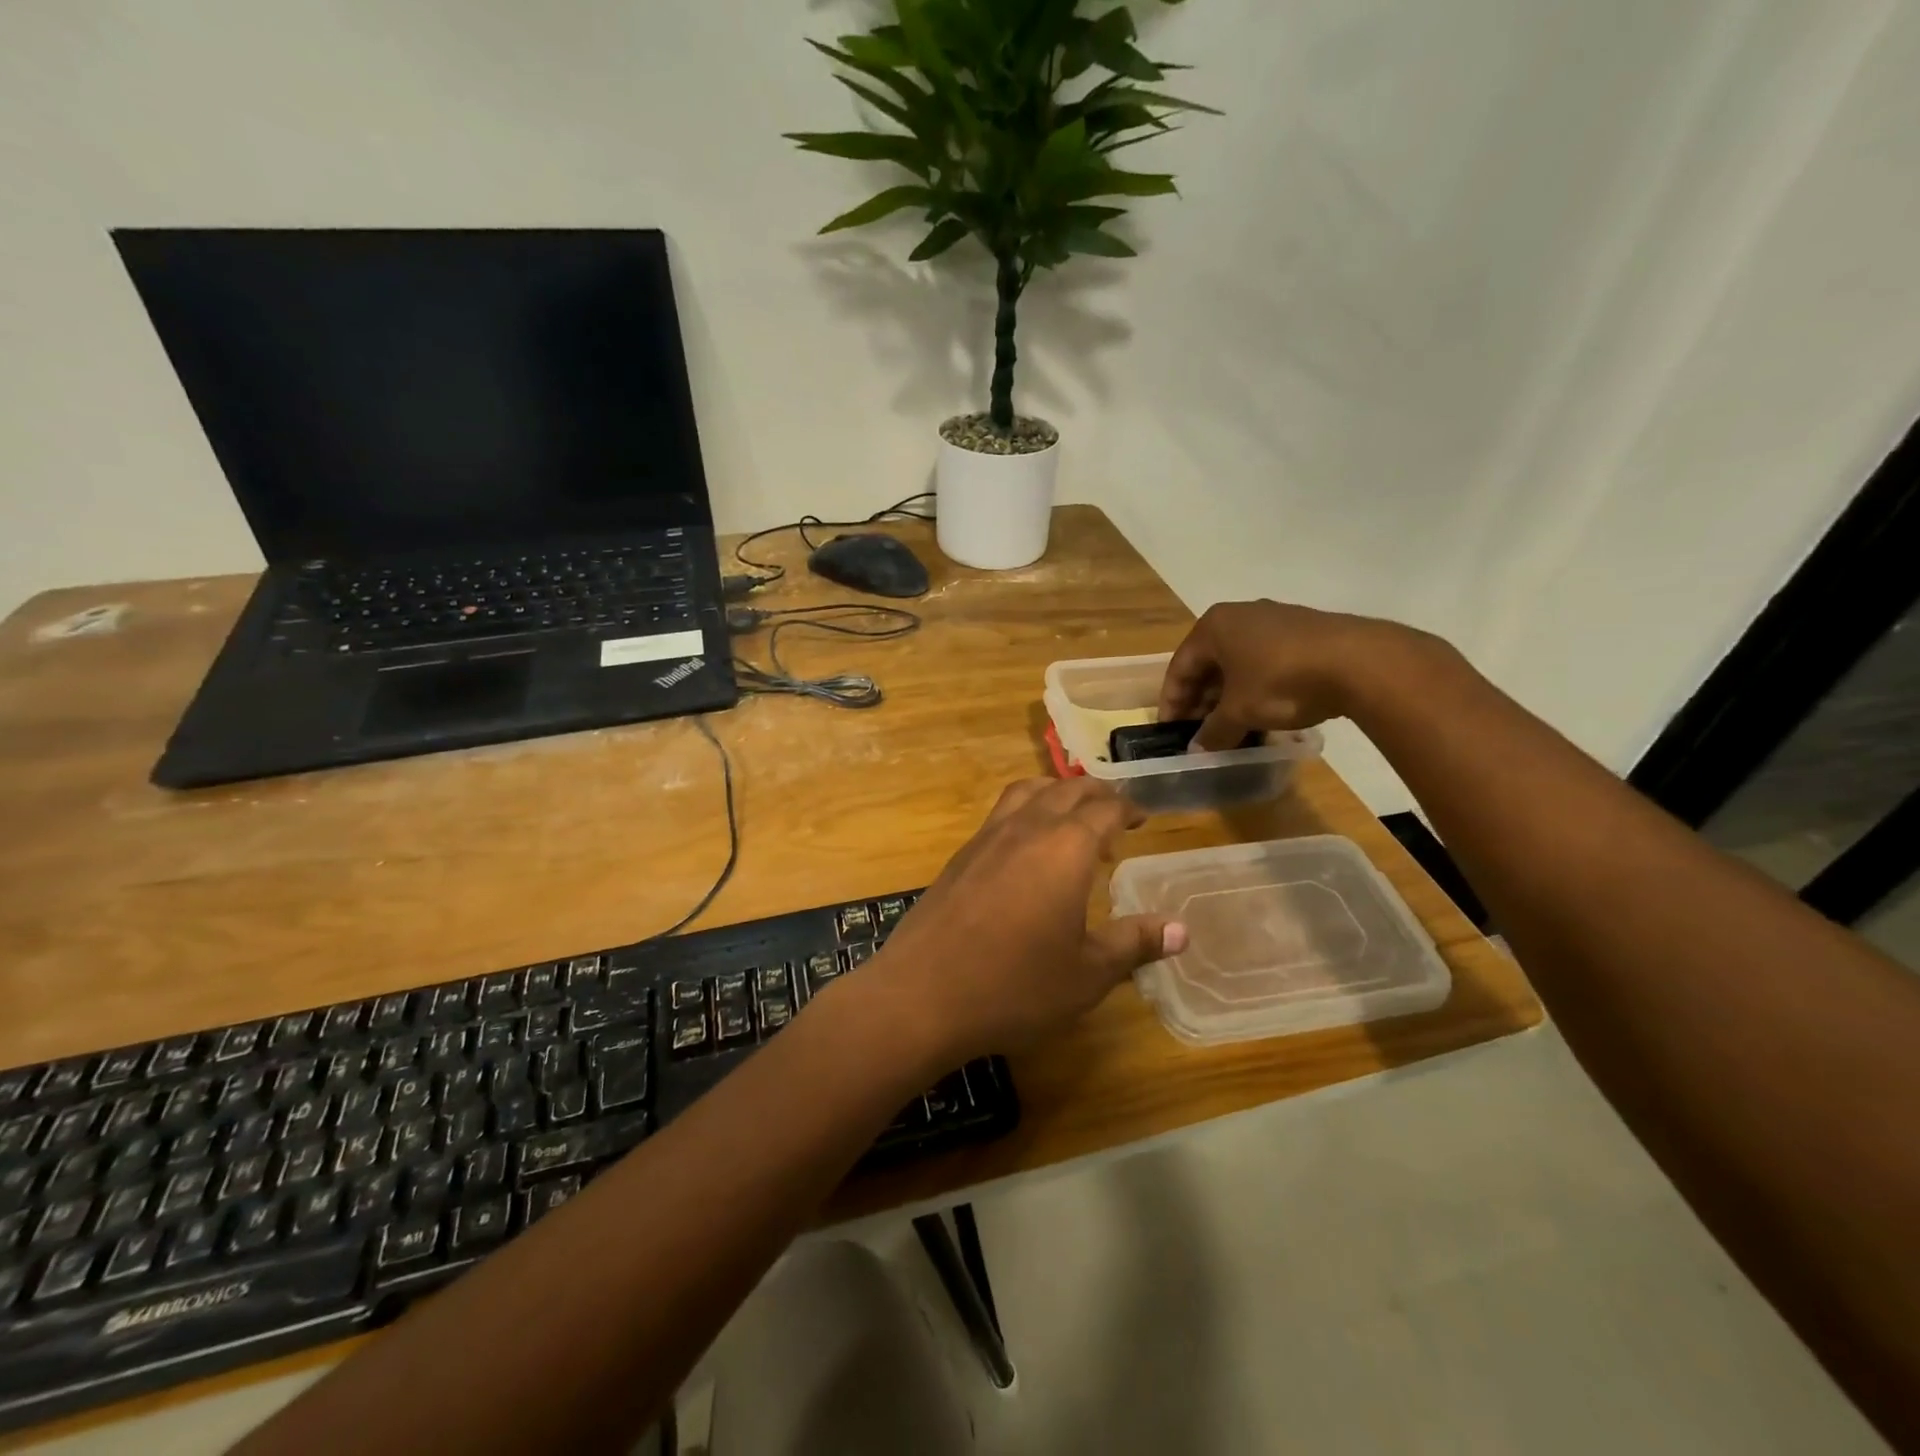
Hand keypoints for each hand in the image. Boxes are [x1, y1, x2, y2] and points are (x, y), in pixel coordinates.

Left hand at [867, 778, 1187, 1062]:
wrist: (922, 994)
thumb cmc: (1015, 986)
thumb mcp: (1088, 974)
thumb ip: (1135, 943)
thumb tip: (1182, 930)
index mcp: (1065, 848)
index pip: (1105, 809)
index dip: (1128, 809)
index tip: (1142, 820)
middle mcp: (1026, 828)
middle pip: (1067, 790)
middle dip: (1096, 794)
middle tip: (1115, 813)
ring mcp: (987, 838)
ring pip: (1027, 791)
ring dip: (1056, 793)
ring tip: (1071, 817)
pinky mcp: (960, 856)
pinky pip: (1001, 813)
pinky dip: (1025, 811)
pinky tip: (1025, 849)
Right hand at [1158, 600, 1423, 750]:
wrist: (1360, 663)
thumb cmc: (1281, 681)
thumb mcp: (1240, 712)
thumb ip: (1213, 731)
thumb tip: (1197, 750)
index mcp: (1214, 626)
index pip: (1180, 667)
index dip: (1172, 703)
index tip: (1171, 731)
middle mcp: (1240, 616)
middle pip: (1209, 663)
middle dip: (1201, 700)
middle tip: (1199, 732)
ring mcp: (1275, 620)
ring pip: (1238, 663)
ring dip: (1229, 696)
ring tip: (1230, 727)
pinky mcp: (1304, 632)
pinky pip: (1265, 662)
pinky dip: (1255, 687)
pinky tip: (1262, 712)